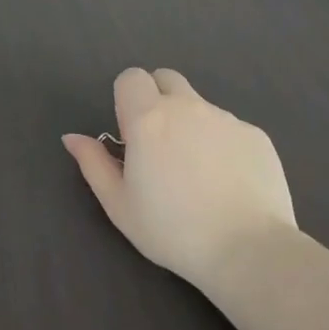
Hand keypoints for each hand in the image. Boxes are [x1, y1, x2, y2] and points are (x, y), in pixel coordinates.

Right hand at [62, 68, 300, 291]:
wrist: (248, 251)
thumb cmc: (173, 230)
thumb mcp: (119, 205)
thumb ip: (93, 163)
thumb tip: (72, 137)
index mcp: (148, 118)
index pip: (131, 77)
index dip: (127, 100)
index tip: (132, 136)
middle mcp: (187, 107)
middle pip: (166, 79)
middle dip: (158, 100)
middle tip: (160, 144)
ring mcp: (226, 118)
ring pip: (200, 106)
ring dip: (191, 125)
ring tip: (199, 174)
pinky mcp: (256, 135)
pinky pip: (230, 129)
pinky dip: (223, 145)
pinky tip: (228, 184)